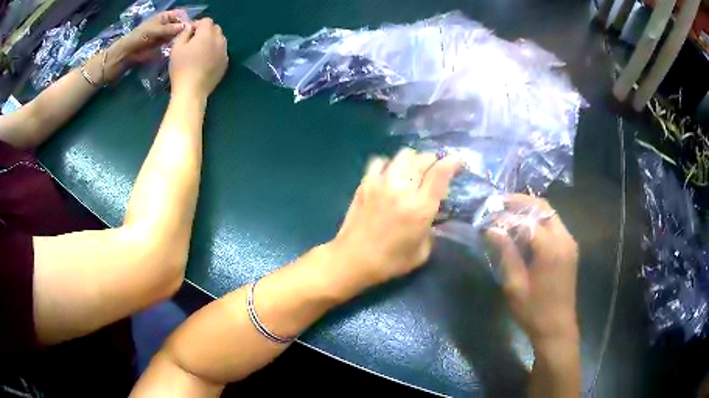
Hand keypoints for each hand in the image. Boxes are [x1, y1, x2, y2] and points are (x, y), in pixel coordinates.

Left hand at [113, 10, 185, 62]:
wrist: (126, 54)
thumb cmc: (138, 38)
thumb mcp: (154, 31)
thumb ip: (169, 29)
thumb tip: (185, 27)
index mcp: (164, 17)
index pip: (179, 14)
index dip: (185, 19)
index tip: (191, 27)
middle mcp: (165, 25)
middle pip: (179, 25)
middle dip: (184, 30)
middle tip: (190, 38)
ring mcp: (164, 36)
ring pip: (176, 35)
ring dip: (180, 39)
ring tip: (185, 45)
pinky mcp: (161, 47)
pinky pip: (171, 45)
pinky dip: (175, 46)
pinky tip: (178, 50)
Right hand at [169, 18, 228, 98]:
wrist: (192, 91)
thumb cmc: (181, 68)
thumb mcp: (176, 48)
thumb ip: (185, 33)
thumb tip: (191, 27)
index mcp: (207, 34)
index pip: (206, 21)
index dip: (197, 24)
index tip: (189, 33)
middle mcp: (219, 40)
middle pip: (215, 29)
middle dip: (205, 31)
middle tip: (194, 41)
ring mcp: (224, 52)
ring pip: (220, 40)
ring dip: (211, 41)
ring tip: (200, 51)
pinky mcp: (225, 63)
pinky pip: (221, 52)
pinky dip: (215, 52)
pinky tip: (205, 61)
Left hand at [327, 149, 459, 294]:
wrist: (352, 259)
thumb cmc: (390, 262)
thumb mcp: (422, 252)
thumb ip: (432, 230)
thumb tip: (432, 215)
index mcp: (420, 208)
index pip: (440, 173)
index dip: (452, 162)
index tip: (457, 161)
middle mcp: (402, 189)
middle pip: (423, 159)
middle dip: (434, 160)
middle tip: (436, 170)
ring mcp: (381, 183)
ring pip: (403, 155)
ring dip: (415, 159)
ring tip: (415, 170)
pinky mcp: (365, 183)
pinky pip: (380, 161)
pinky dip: (391, 163)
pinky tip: (391, 174)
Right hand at [485, 194, 578, 345]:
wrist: (557, 328)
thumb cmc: (534, 311)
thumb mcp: (515, 285)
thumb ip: (506, 253)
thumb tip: (491, 230)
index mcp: (551, 248)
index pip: (527, 220)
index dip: (505, 216)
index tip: (487, 218)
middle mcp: (564, 239)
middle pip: (543, 207)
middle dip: (520, 202)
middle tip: (499, 203)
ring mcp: (569, 243)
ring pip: (550, 214)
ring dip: (530, 209)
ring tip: (508, 212)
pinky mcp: (570, 249)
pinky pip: (554, 225)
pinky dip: (539, 220)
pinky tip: (525, 228)